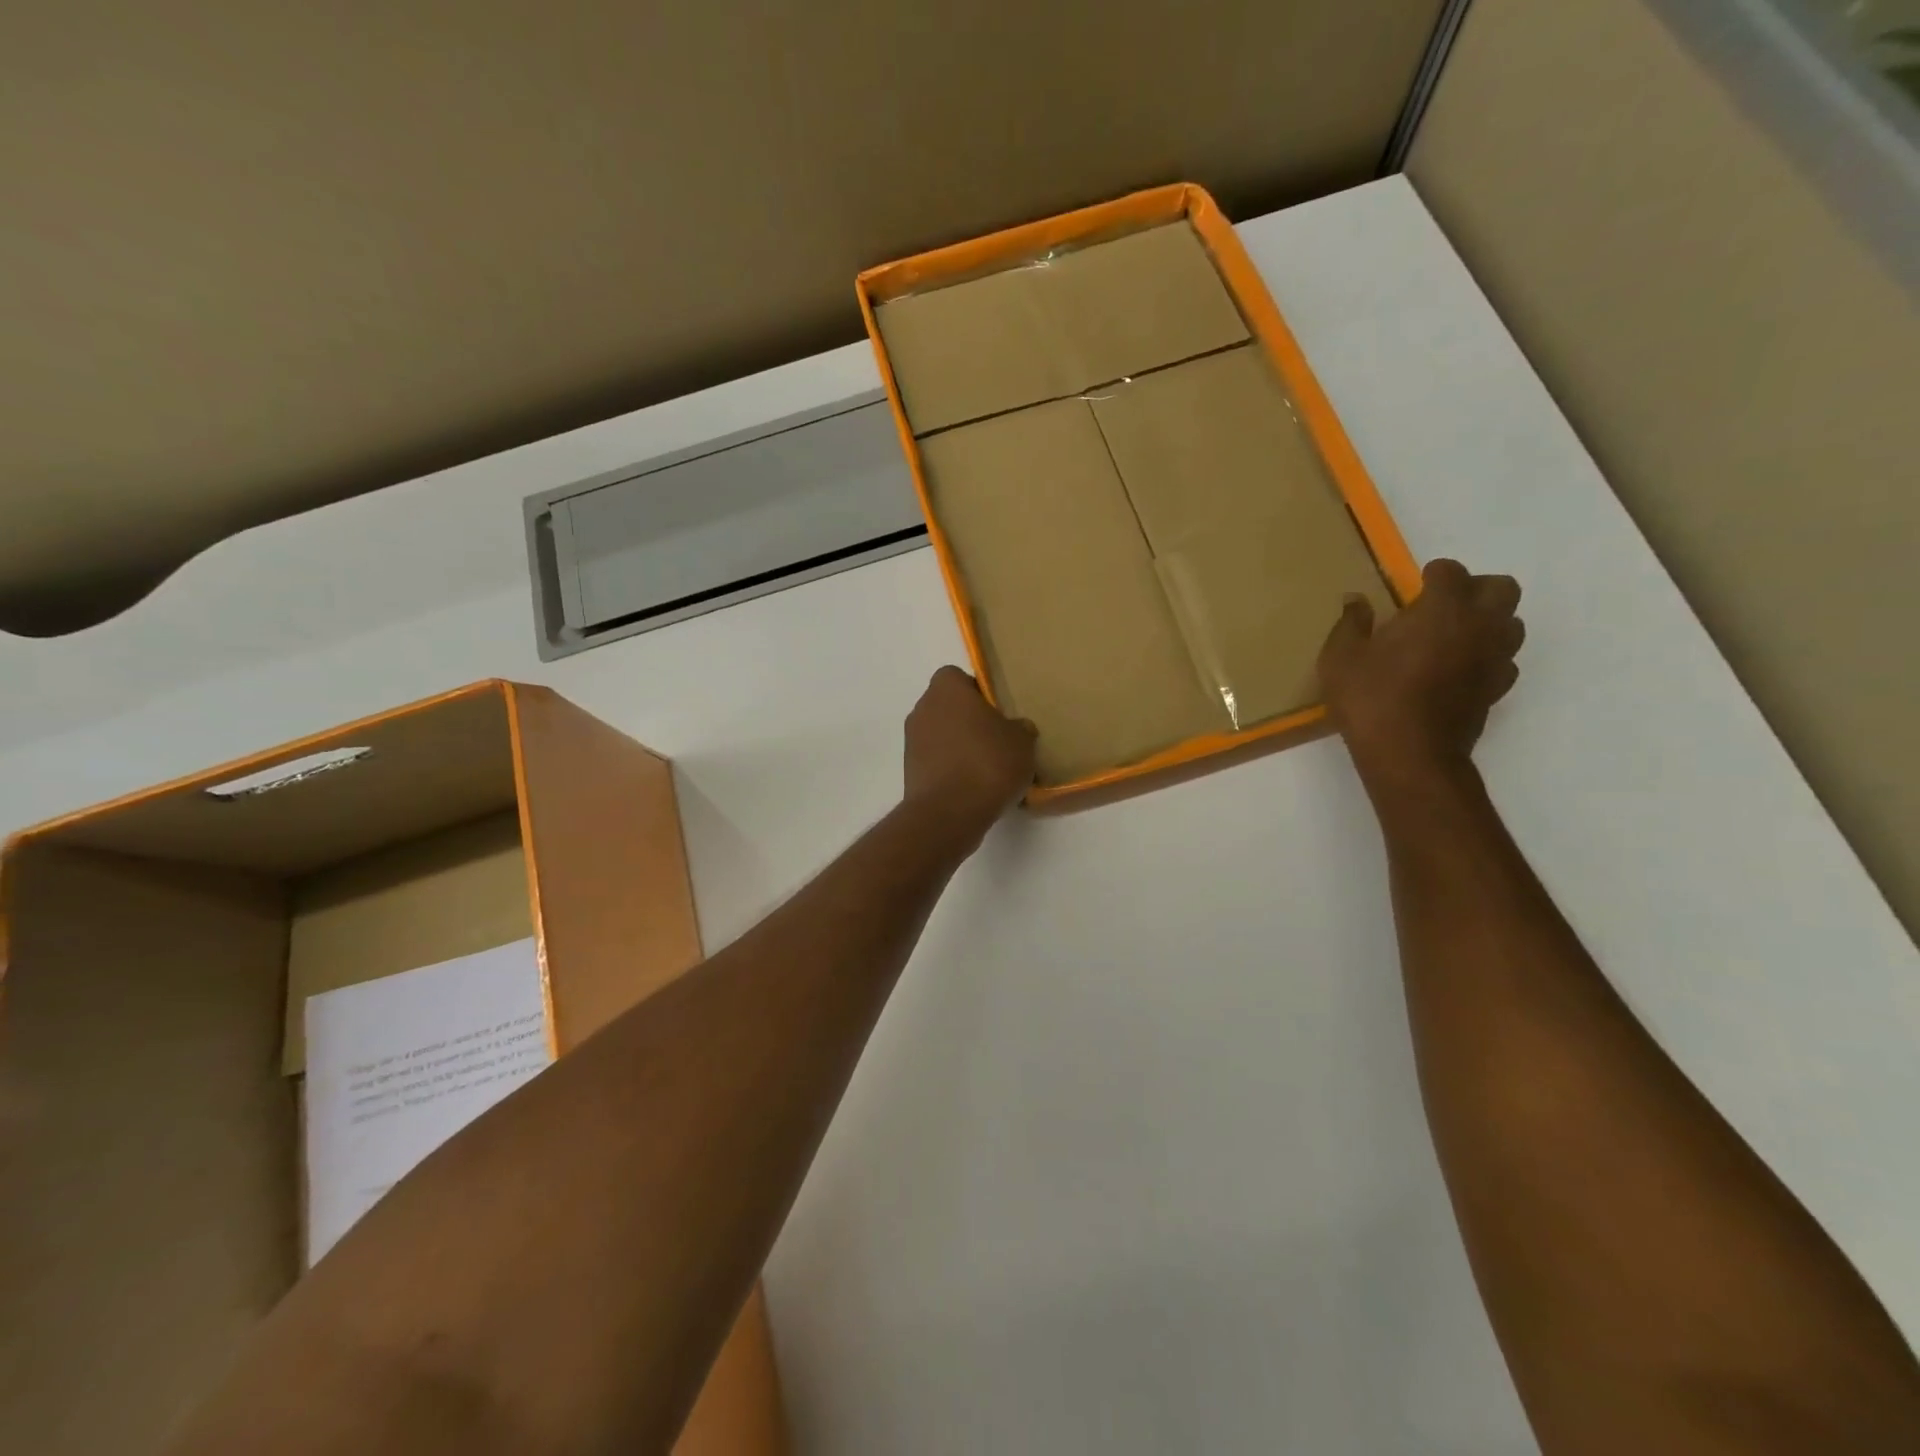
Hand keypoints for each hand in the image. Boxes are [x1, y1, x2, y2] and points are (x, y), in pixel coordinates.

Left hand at [903, 666, 1037, 841]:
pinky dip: (950, 768)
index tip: (997, 711)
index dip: (978, 691)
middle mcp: (922, 708)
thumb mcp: (1022, 741)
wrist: (949, 813)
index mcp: (946, 689)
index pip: (958, 677)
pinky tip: (973, 786)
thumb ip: (1019, 728)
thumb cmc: (988, 763)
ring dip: (958, 745)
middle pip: (948, 706)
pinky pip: (935, 760)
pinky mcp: (909, 771)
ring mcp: (911, 741)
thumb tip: (1016, 728)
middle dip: (968, 719)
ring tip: (987, 767)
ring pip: (940, 734)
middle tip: (996, 739)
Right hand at [1318, 559, 1523, 792]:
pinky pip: (1504, 660)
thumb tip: (1355, 601)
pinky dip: (1487, 656)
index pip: (1451, 572)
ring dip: (1488, 622)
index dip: (1432, 575)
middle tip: (1441, 606)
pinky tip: (1458, 669)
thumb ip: (1351, 623)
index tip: (1414, 586)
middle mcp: (1480, 625)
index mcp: (1443, 609)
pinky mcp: (1497, 689)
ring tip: (1453, 637)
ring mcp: (1495, 658)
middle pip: (1501, 588)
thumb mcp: (1341, 658)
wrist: (1409, 755)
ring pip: (1511, 623)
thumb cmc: (1371, 698)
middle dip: (1475, 589)